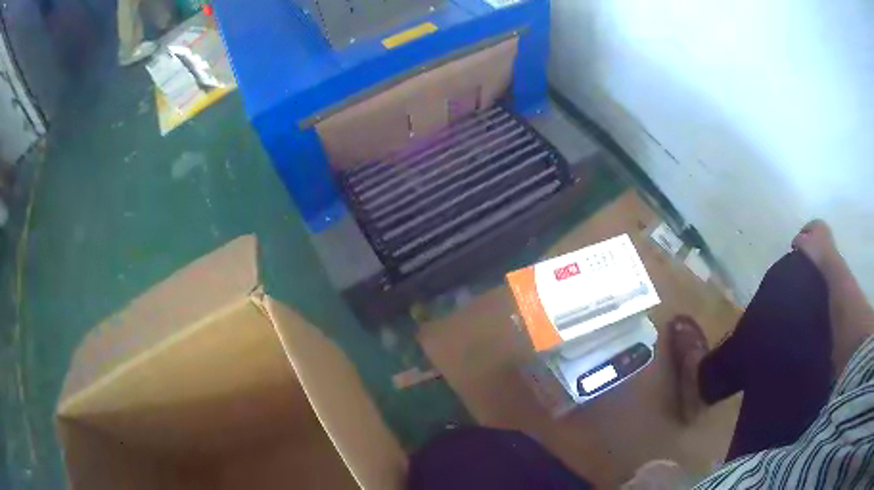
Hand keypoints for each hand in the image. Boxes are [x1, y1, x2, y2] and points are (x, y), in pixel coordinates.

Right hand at [792, 219, 838, 271]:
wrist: (831, 265)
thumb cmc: (815, 251)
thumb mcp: (802, 243)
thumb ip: (796, 239)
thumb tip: (795, 242)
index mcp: (816, 221)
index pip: (804, 228)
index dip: (798, 238)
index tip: (795, 249)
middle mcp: (823, 226)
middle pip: (812, 235)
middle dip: (806, 243)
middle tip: (802, 254)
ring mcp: (829, 237)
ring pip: (817, 243)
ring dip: (813, 250)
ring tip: (808, 260)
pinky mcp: (832, 249)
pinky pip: (822, 251)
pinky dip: (818, 255)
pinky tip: (816, 263)